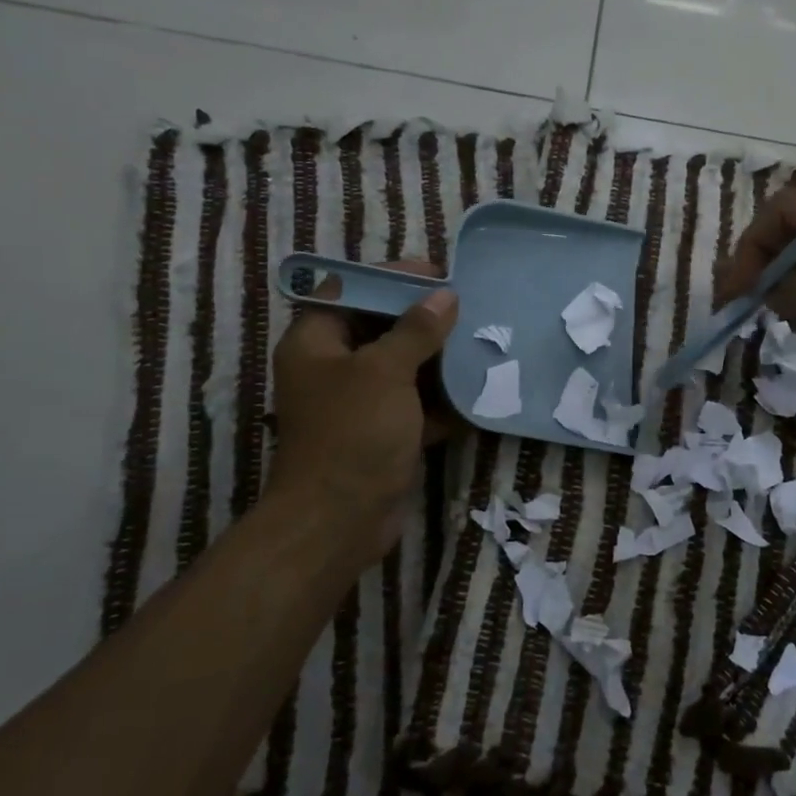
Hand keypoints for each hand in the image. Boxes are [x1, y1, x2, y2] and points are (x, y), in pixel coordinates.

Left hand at [260, 261, 457, 565]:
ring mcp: (358, 403)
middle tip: (467, 307)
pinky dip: (441, 399)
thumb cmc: (353, 434)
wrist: (340, 520)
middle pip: (380, 328)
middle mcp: (333, 368)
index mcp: (316, 343)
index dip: (390, 278)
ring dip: (438, 359)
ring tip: (480, 343)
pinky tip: (475, 390)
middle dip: (423, 319)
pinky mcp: (382, 433)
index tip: (435, 274)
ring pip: (402, 367)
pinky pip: (415, 404)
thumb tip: (444, 296)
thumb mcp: (385, 372)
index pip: (349, 290)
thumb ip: (415, 330)